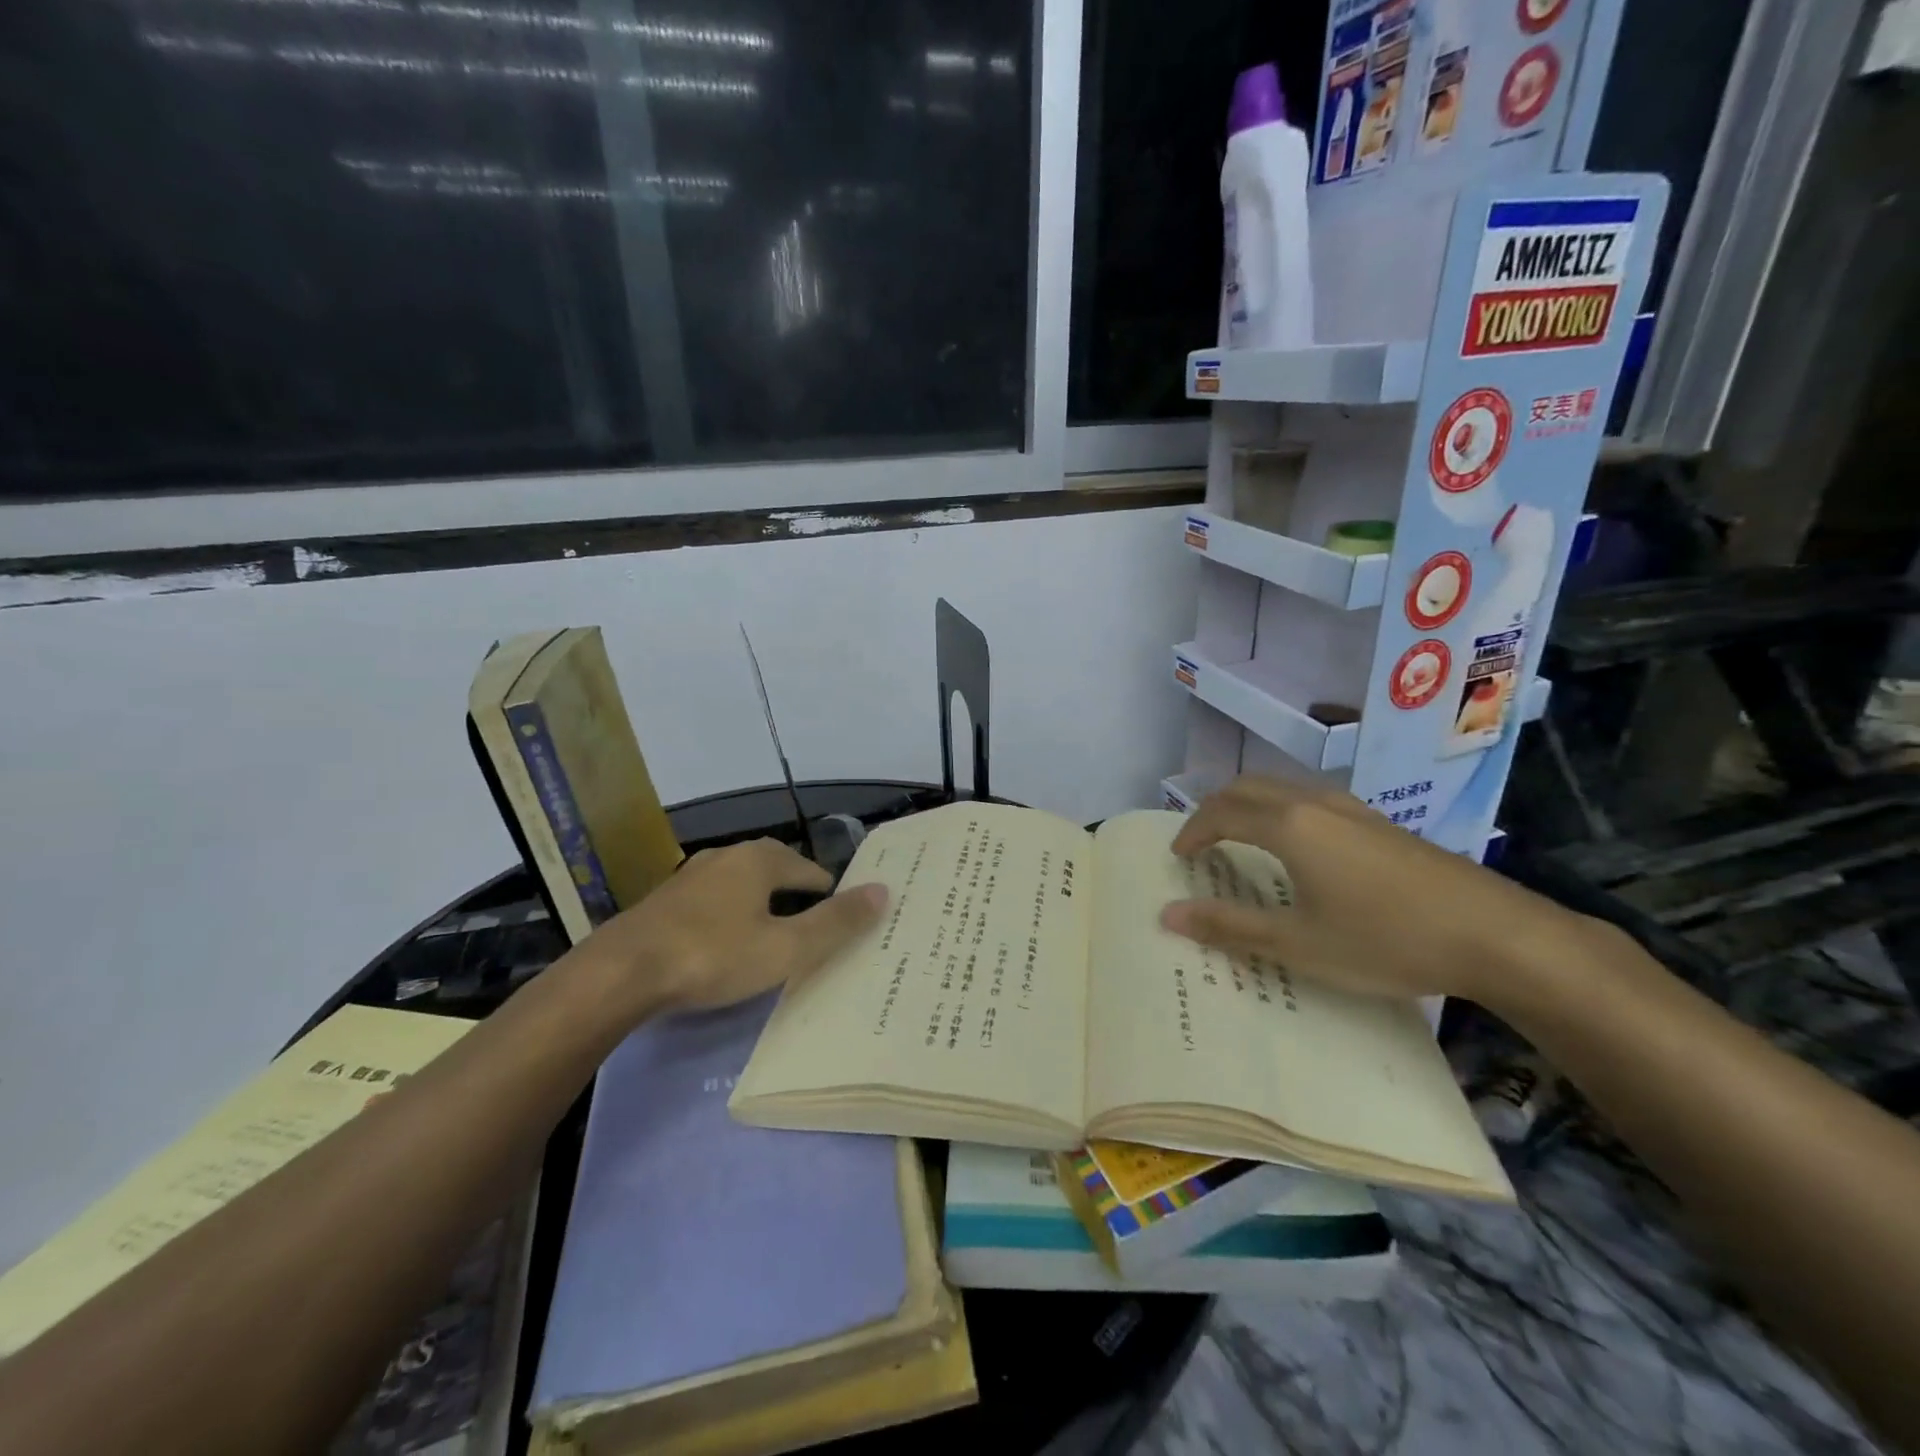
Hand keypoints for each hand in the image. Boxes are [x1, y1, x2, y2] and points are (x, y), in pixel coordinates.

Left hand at [580, 839, 886, 1018]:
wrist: (620, 973)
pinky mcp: (666, 900)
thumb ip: (835, 922)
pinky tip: (726, 945)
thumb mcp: (784, 948)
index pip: (812, 872)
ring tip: (773, 939)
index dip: (832, 897)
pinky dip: (730, 917)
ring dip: (761, 906)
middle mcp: (728, 856)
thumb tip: (883, 892)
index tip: (841, 927)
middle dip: (797, 898)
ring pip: (743, 886)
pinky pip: (714, 902)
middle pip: (777, 872)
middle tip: (811, 934)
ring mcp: (692, 876)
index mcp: (761, 859)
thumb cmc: (712, 956)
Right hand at [1160, 775, 1587, 1007]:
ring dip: (1250, 806)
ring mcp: (1354, 809)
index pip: (1221, 813)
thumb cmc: (1387, 940)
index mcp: (1289, 826)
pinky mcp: (1381, 824)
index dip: (1192, 831)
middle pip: (1248, 787)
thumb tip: (1168, 915)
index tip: (1178, 856)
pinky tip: (1301, 850)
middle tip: (1201, 842)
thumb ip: (1230, 927)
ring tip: (1242, 841)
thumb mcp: (1300, 943)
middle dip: (1215, 808)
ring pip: (1283, 789)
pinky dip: (1282, 813)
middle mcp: (1315, 804)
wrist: (1497, 935)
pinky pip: (1312, 800)